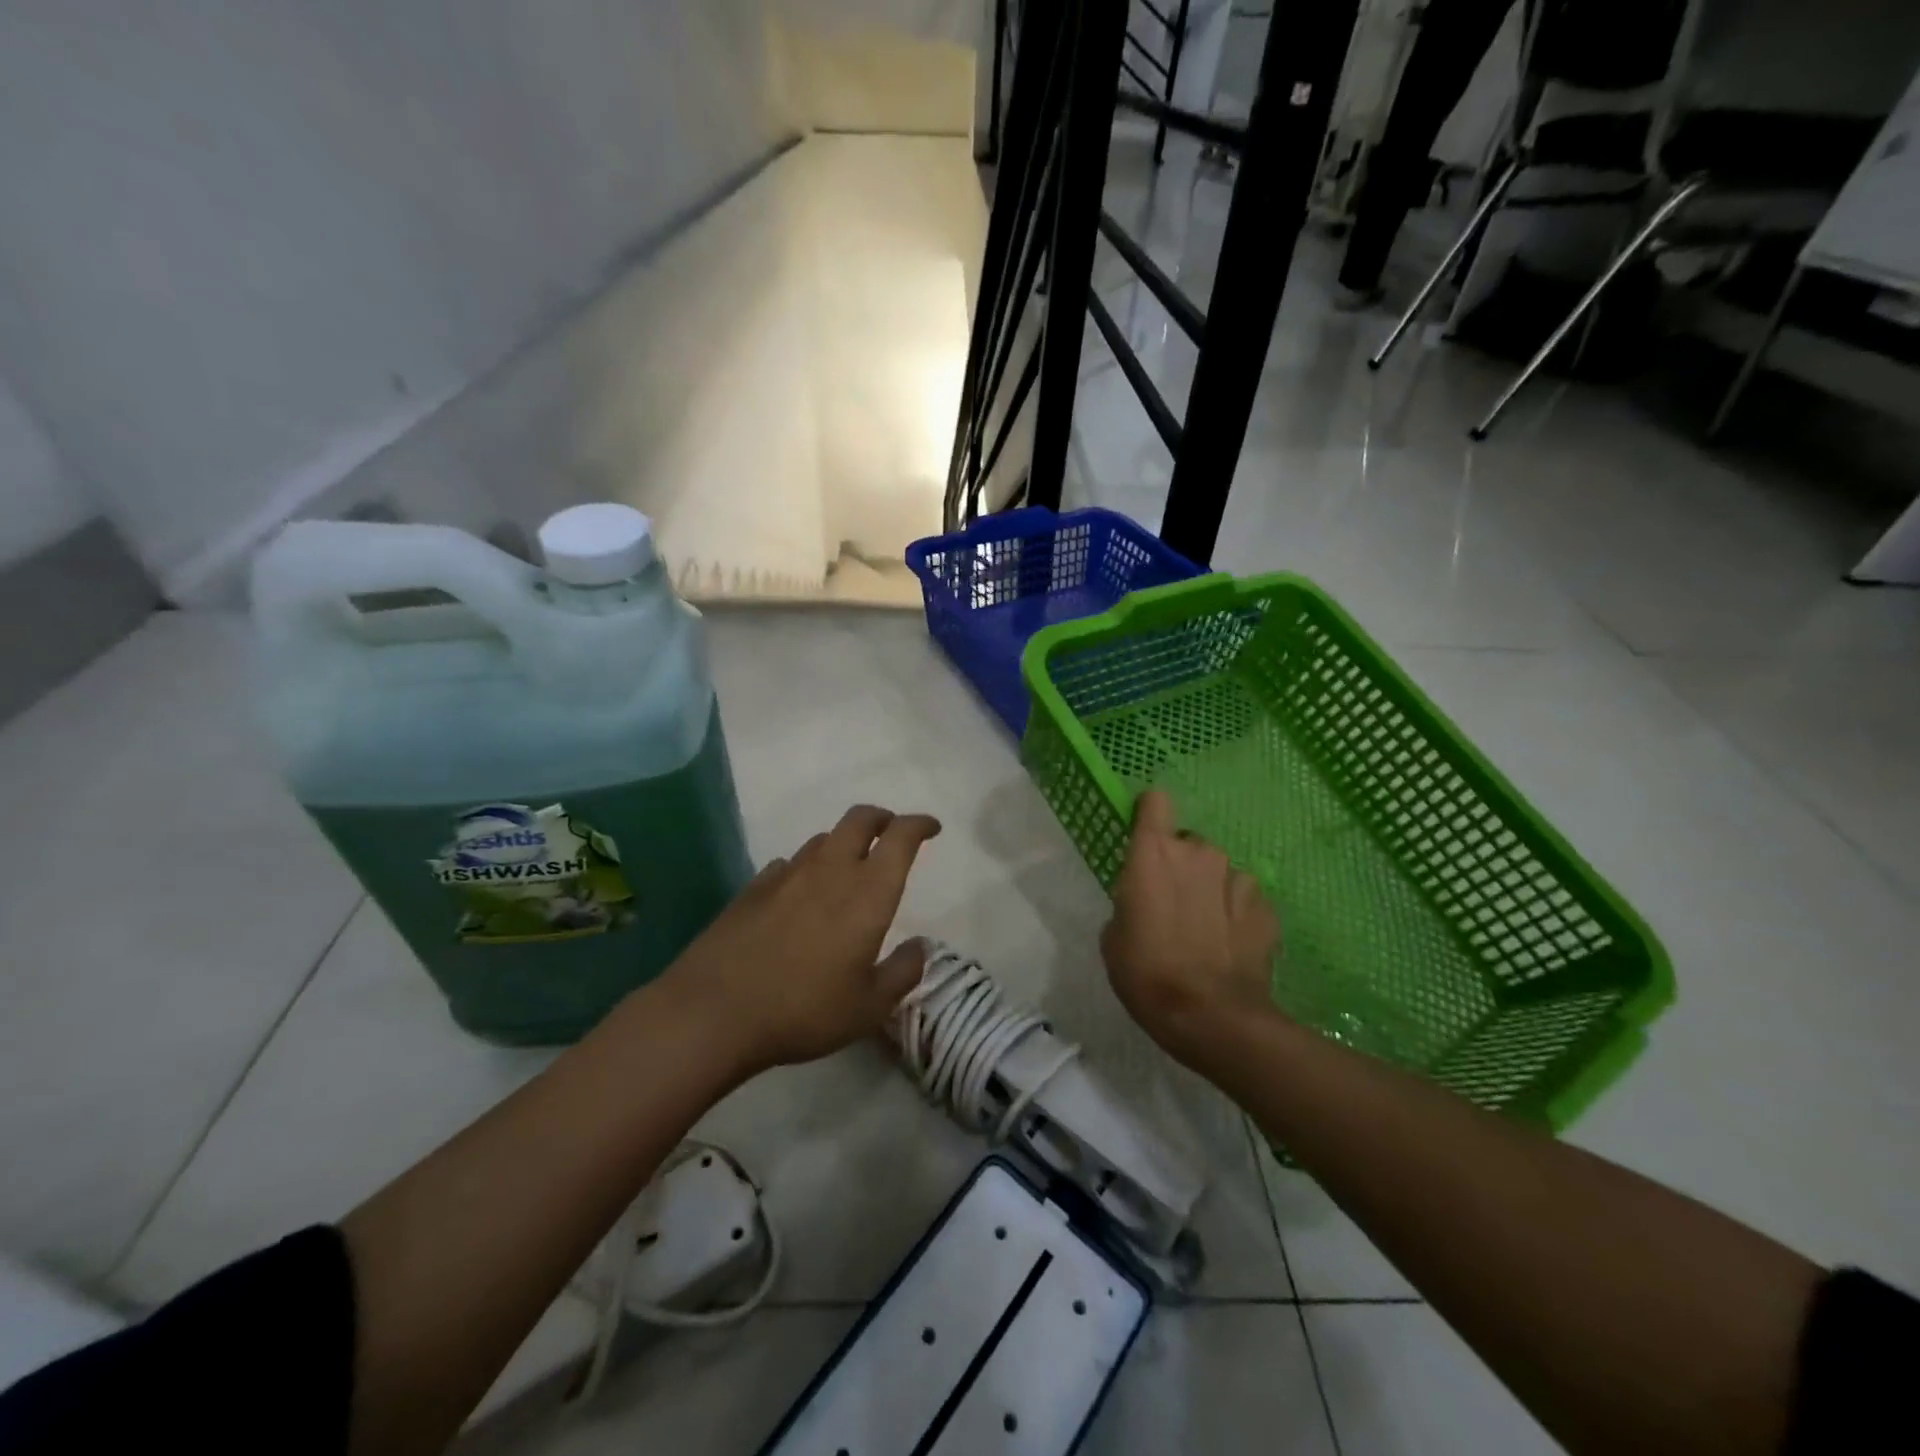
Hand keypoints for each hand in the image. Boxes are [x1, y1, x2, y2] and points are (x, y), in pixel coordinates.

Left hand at [659, 804, 940, 1075]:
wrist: (715, 1011)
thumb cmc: (805, 1009)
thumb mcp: (869, 1007)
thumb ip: (903, 972)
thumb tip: (919, 946)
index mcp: (868, 892)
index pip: (900, 837)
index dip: (919, 825)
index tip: (931, 828)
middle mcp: (830, 870)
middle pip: (859, 819)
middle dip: (882, 818)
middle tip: (892, 833)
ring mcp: (787, 875)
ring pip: (823, 839)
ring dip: (844, 843)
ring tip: (848, 867)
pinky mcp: (753, 888)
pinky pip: (789, 863)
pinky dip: (805, 868)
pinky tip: (800, 893)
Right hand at [1101, 789, 1281, 1068]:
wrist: (1213, 1018)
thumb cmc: (1148, 975)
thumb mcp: (1115, 938)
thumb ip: (1130, 903)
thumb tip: (1144, 903)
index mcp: (1154, 855)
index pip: (1155, 802)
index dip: (1150, 815)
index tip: (1145, 837)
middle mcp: (1198, 853)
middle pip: (1187, 843)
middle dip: (1180, 866)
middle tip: (1172, 906)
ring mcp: (1238, 878)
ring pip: (1218, 871)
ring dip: (1210, 890)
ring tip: (1205, 933)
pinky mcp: (1266, 907)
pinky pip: (1244, 898)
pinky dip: (1236, 915)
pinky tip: (1229, 947)